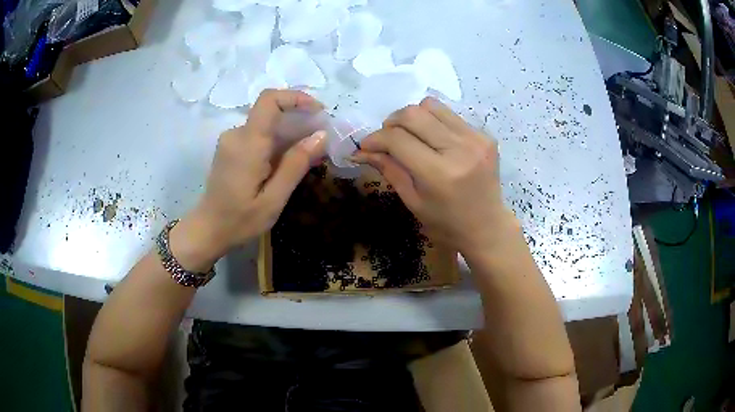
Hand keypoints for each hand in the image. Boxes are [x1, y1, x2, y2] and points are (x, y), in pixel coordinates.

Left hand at [174, 90, 325, 268]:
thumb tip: (321, 135)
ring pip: (267, 124)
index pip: (269, 100)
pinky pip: (259, 135)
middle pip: (271, 112)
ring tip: (311, 155)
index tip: (318, 111)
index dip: (295, 97)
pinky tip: (290, 161)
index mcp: (248, 144)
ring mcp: (232, 140)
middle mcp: (237, 134)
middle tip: (322, 141)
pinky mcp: (231, 148)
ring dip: (290, 133)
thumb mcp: (273, 199)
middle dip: (299, 120)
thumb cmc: (240, 220)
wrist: (208, 229)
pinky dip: (278, 142)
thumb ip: (296, 165)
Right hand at [352, 97, 516, 256]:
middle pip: (413, 114)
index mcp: (439, 174)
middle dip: (391, 122)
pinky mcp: (485, 136)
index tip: (366, 145)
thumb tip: (361, 151)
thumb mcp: (413, 202)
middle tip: (386, 138)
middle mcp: (460, 149)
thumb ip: (389, 170)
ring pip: (431, 106)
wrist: (487, 227)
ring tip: (410, 135)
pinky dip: (433, 122)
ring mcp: (476, 139)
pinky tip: (433, 140)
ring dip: (413, 117)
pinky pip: (449, 115)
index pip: (398, 139)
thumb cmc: (446, 224)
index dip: (375, 138)